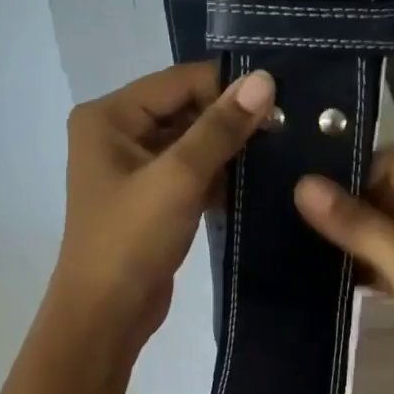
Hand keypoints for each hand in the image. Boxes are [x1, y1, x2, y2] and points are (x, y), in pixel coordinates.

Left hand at [53, 62, 275, 346]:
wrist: (105, 315)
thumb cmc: (131, 240)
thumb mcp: (178, 178)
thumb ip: (221, 127)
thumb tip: (263, 79)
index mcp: (109, 116)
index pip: (179, 81)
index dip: (228, 87)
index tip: (280, 103)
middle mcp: (117, 132)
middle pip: (185, 108)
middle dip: (231, 119)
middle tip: (287, 128)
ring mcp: (134, 166)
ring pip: (192, 141)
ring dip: (229, 148)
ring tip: (280, 151)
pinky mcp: (152, 196)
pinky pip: (191, 170)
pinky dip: (219, 174)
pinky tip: (257, 181)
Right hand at [294, 150, 393, 393]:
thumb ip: (358, 224)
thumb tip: (303, 185)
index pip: (393, 162)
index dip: (351, 170)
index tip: (300, 184)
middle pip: (386, 192)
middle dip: (343, 201)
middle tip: (284, 210)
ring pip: (382, 227)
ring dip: (347, 232)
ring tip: (291, 234)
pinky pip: (384, 258)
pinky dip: (358, 261)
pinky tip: (318, 269)